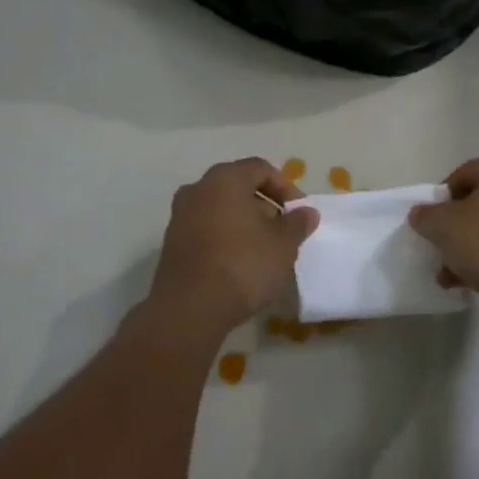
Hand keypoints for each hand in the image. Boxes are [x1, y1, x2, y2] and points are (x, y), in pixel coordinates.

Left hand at [148, 158, 318, 333]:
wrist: (190, 308)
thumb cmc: (243, 265)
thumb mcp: (284, 244)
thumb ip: (297, 223)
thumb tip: (306, 212)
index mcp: (225, 179)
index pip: (260, 169)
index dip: (286, 188)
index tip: (299, 212)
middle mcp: (198, 189)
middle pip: (239, 187)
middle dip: (265, 206)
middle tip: (284, 232)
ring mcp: (180, 216)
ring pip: (222, 210)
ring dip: (246, 224)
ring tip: (266, 251)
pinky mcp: (173, 244)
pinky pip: (207, 230)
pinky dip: (227, 238)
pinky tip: (241, 264)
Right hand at [408, 155, 478, 308]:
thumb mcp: (443, 226)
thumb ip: (425, 215)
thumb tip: (421, 214)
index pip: (464, 174)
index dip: (441, 198)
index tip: (430, 222)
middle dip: (456, 226)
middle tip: (440, 247)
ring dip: (471, 246)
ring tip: (450, 273)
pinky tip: (470, 282)